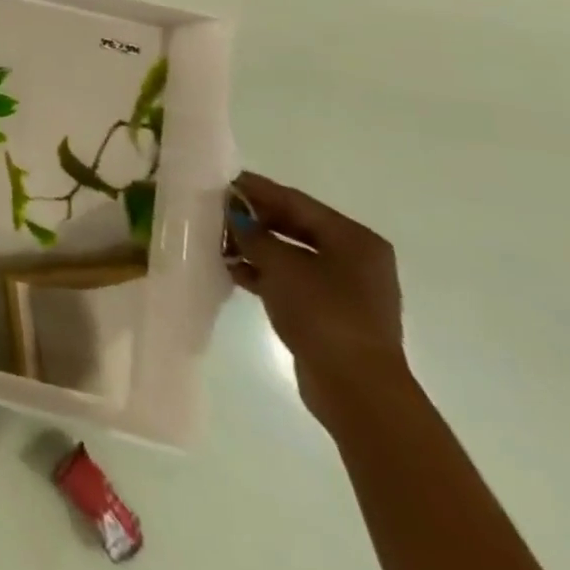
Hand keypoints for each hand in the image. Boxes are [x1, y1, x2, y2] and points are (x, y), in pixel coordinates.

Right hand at [227, 172, 409, 428]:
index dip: (256, 190)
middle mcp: (355, 258)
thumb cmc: (323, 313)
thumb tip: (234, 216)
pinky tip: (232, 270)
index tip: (221, 182)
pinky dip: (263, 272)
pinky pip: (291, 280)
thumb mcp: (280, 264)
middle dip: (254, 219)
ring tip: (215, 240)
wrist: (355, 387)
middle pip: (294, 226)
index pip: (296, 201)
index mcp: (354, 238)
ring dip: (254, 247)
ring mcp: (345, 288)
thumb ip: (253, 234)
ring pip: (291, 255)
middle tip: (214, 210)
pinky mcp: (331, 312)